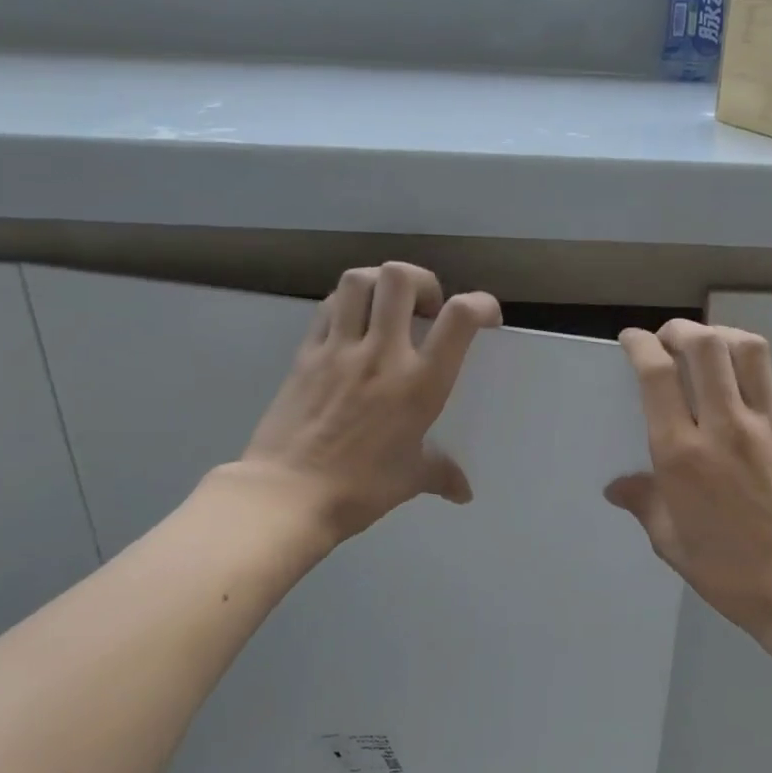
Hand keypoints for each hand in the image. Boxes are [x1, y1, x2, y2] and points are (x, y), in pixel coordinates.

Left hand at [235, 262, 500, 542]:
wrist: (287, 494)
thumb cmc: (359, 489)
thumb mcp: (410, 480)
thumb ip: (441, 474)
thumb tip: (463, 491)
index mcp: (419, 383)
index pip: (459, 318)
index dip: (480, 304)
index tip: (485, 317)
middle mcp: (382, 353)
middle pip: (400, 278)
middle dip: (422, 281)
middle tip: (426, 308)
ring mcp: (339, 349)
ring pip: (358, 280)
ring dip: (380, 283)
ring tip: (387, 307)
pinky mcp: (305, 353)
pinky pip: (328, 308)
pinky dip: (346, 304)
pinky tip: (352, 327)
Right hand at [606, 320, 771, 646]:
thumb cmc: (730, 572)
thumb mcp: (672, 543)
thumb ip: (644, 503)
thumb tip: (616, 486)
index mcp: (681, 455)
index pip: (656, 376)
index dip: (640, 345)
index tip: (632, 339)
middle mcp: (722, 426)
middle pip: (703, 345)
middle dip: (679, 330)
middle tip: (668, 339)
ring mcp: (765, 423)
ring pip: (745, 348)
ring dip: (719, 335)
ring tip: (707, 347)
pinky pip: (769, 378)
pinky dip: (747, 364)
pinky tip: (738, 384)